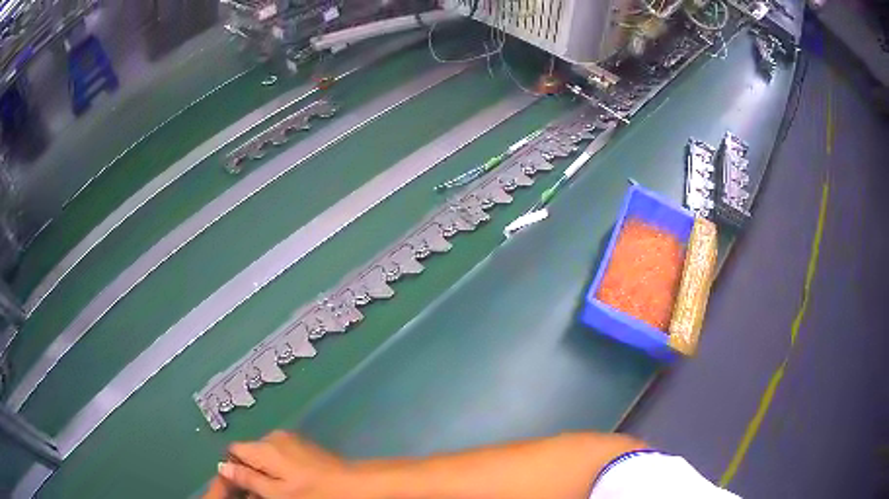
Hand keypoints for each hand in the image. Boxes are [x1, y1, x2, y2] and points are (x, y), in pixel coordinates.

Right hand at [204, 431, 353, 498]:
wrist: (354, 485)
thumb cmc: (313, 493)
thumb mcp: (277, 493)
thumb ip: (248, 479)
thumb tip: (222, 467)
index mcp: (264, 447)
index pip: (233, 451)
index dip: (231, 469)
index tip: (236, 489)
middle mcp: (273, 437)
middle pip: (248, 453)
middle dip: (247, 473)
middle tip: (255, 496)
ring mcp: (290, 440)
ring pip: (264, 456)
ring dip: (262, 473)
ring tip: (272, 493)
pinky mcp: (302, 446)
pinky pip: (279, 456)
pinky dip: (276, 470)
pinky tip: (287, 486)